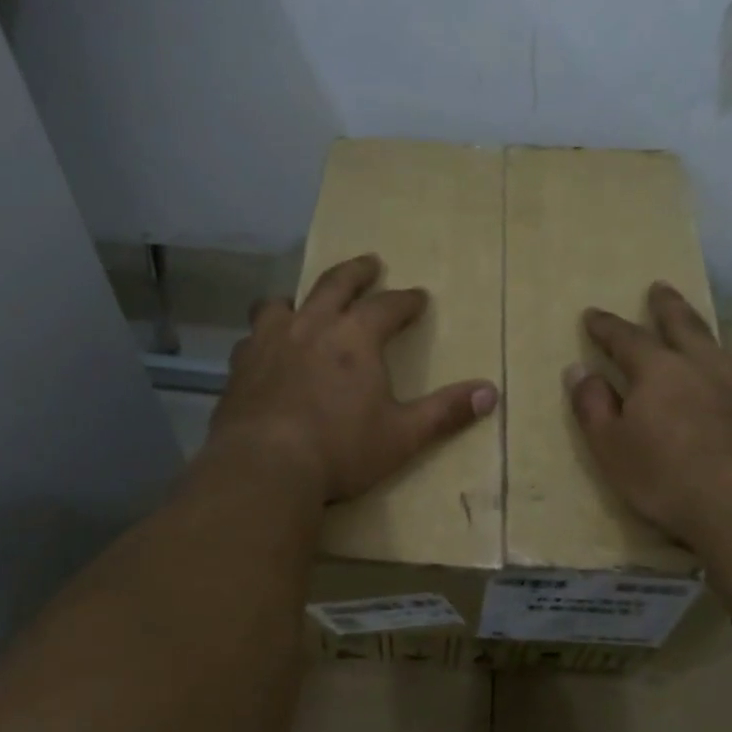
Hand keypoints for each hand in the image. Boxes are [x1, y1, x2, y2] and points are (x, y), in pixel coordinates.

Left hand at [210, 253, 498, 503]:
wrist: (264, 468)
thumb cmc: (341, 450)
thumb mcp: (403, 436)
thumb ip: (445, 412)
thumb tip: (491, 392)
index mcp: (355, 338)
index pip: (388, 306)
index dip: (406, 301)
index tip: (418, 297)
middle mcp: (311, 326)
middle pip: (335, 284)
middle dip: (357, 272)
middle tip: (370, 263)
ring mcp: (270, 342)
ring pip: (282, 302)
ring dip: (299, 297)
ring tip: (304, 302)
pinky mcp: (240, 367)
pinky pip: (252, 338)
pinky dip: (264, 336)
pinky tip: (264, 350)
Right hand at [568, 281, 731, 544]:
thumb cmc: (666, 477)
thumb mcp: (611, 446)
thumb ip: (593, 406)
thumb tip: (579, 371)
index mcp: (660, 370)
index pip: (627, 338)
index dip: (607, 326)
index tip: (593, 314)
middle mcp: (704, 366)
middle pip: (684, 325)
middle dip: (667, 306)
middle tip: (660, 287)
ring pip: (731, 351)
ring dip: (717, 342)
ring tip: (718, 347)